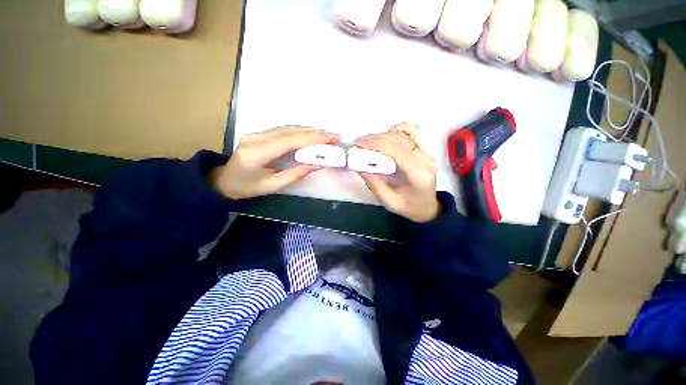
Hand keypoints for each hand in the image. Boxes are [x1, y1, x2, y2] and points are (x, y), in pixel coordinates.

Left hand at [211, 126, 338, 198]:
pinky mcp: (259, 133)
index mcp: (257, 153)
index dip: (312, 138)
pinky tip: (312, 135)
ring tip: (327, 135)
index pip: (290, 140)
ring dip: (309, 130)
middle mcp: (256, 138)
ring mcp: (257, 133)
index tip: (331, 138)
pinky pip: (284, 130)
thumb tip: (318, 164)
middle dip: (315, 132)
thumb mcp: (272, 186)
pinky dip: (301, 132)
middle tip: (334, 136)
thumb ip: (295, 174)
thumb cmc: (247, 188)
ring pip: (288, 127)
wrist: (223, 181)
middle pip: (290, 130)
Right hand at [356, 123, 439, 222]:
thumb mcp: (389, 203)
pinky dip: (396, 131)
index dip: (376, 143)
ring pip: (404, 134)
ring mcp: (426, 153)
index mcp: (418, 174)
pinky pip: (411, 134)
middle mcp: (425, 160)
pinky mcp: (424, 151)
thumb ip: (374, 185)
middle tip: (358, 143)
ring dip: (382, 135)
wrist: (428, 207)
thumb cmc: (409, 207)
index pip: (396, 150)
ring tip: (367, 141)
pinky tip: (385, 137)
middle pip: (399, 139)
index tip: (358, 144)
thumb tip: (359, 166)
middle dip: (375, 138)